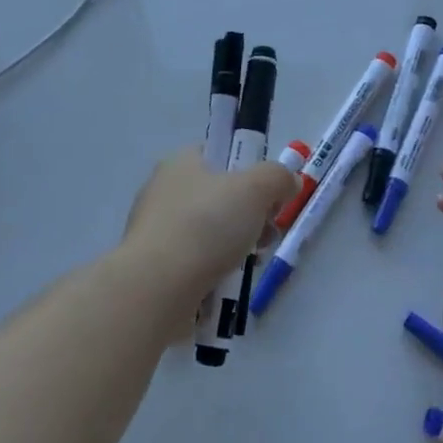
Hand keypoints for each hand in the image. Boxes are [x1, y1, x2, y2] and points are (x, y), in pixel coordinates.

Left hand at [122, 148, 299, 296]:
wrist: (156, 288)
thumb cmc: (206, 226)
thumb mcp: (255, 188)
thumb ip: (278, 177)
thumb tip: (287, 182)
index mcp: (181, 163)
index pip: (220, 154)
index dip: (250, 170)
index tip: (269, 196)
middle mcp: (164, 191)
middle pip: (220, 196)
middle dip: (251, 215)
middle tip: (266, 234)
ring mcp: (157, 230)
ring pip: (211, 231)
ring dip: (238, 245)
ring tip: (250, 263)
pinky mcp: (156, 266)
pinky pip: (196, 261)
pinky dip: (216, 270)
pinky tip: (226, 283)